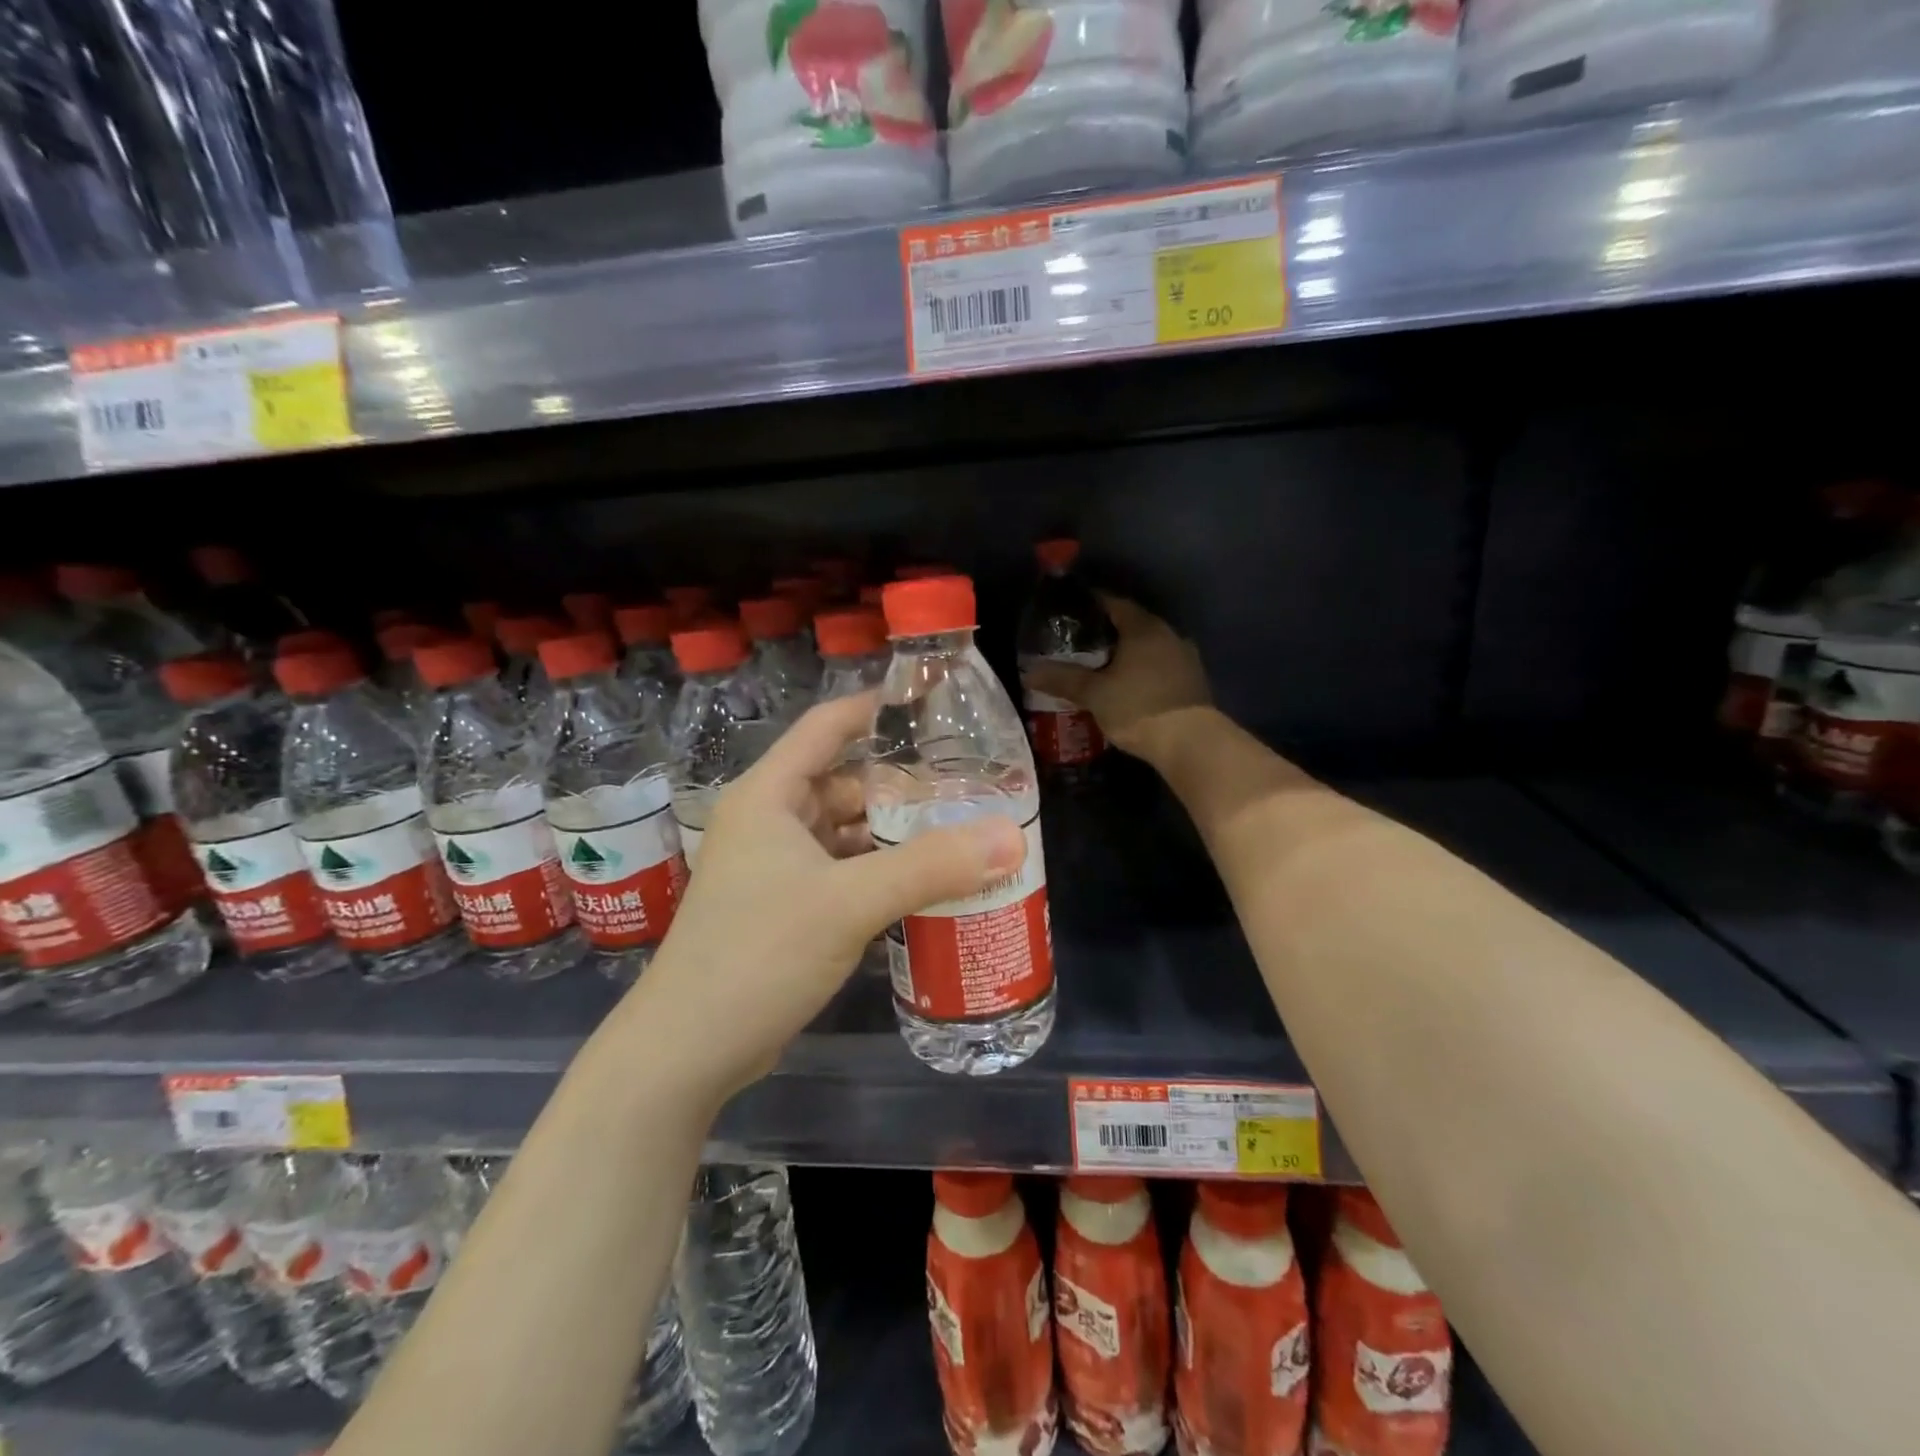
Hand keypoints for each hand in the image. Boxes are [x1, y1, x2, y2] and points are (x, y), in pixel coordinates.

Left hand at [623, 692, 1028, 1103]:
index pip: (827, 726)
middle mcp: (770, 821)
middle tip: (968, 786)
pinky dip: (880, 871)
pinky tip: (925, 883)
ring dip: (894, 832)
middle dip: (902, 784)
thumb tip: (1011, 836)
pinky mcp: (786, 907)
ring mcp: (776, 867)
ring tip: (959, 831)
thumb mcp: (849, 903)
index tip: (935, 704)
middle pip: (845, 781)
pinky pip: (843, 871)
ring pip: (846, 831)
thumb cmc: (758, 954)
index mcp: (770, 795)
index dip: (877, 708)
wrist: (688, 1050)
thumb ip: (930, 866)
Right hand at [1021, 595, 1211, 757]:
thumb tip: (1029, 671)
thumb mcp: (1094, 694)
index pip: (1115, 604)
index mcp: (1144, 628)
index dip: (1094, 603)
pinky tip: (1131, 684)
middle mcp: (1169, 635)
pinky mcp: (1194, 682)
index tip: (1074, 608)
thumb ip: (1063, 680)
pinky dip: (1145, 669)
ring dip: (1130, 652)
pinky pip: (1163, 665)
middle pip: (1135, 624)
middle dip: (1111, 629)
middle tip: (1084, 640)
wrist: (1192, 743)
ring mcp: (1186, 658)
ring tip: (1105, 664)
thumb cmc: (1138, 708)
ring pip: (1151, 646)